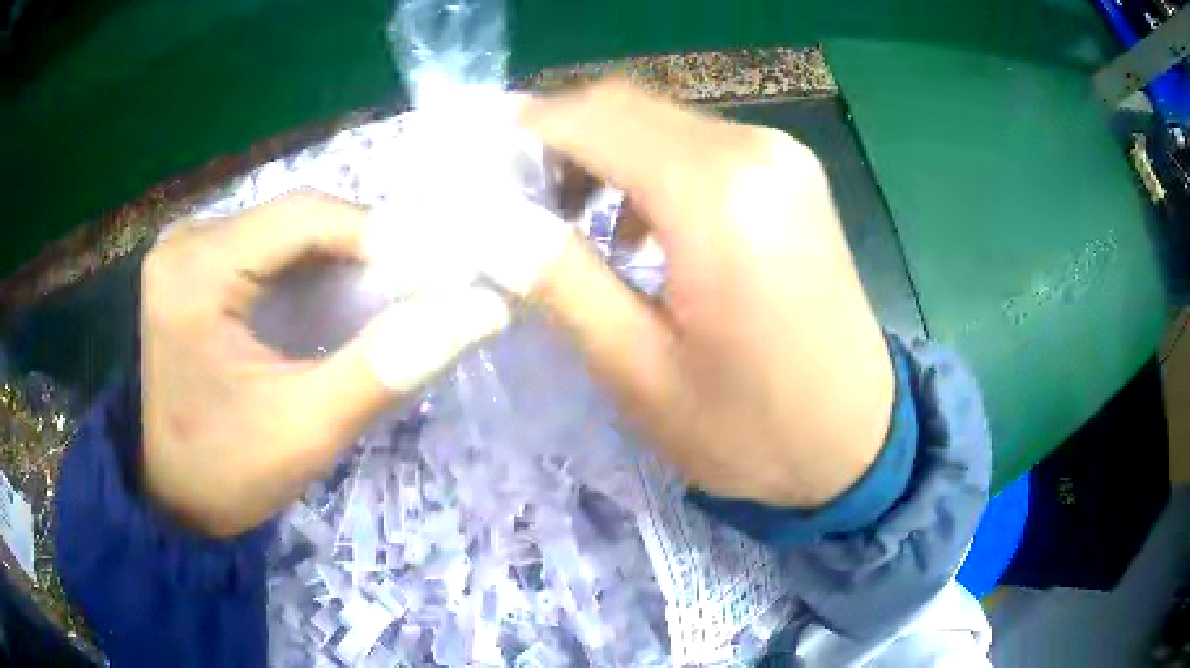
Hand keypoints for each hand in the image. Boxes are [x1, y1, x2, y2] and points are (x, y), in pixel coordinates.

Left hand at [140, 191, 509, 535]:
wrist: (171, 497)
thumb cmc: (227, 473)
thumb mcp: (308, 428)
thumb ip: (388, 365)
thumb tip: (481, 310)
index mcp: (198, 270)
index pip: (305, 216)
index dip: (381, 234)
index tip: (438, 274)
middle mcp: (187, 240)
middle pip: (295, 217)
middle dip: (362, 249)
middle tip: (415, 291)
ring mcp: (185, 249)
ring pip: (284, 229)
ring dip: (337, 258)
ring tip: (381, 298)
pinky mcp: (191, 265)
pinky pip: (264, 247)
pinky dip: (307, 268)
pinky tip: (330, 301)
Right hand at [522, 82, 894, 508]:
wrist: (858, 440)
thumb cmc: (752, 429)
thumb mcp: (639, 371)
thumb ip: (559, 280)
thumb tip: (488, 219)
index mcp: (717, 196)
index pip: (588, 119)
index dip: (518, 132)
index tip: (471, 167)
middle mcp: (755, 150)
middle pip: (622, 105)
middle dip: (554, 139)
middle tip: (510, 200)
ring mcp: (781, 155)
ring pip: (657, 120)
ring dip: (599, 151)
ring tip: (563, 215)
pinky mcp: (791, 172)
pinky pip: (697, 143)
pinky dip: (646, 164)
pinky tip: (634, 222)